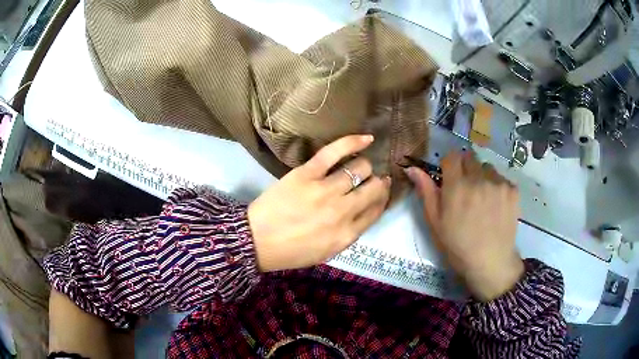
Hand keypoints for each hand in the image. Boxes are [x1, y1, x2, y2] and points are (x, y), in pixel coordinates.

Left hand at [248, 135, 390, 271]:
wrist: (257, 241)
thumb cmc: (290, 251)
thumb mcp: (326, 252)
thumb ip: (348, 234)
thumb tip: (364, 211)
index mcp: (347, 234)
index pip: (376, 210)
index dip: (382, 199)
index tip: (380, 192)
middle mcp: (343, 211)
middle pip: (374, 188)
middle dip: (378, 183)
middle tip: (373, 180)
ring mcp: (325, 190)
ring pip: (360, 168)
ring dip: (365, 167)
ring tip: (360, 167)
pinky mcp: (307, 173)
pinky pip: (335, 152)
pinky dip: (354, 142)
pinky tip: (367, 139)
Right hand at [406, 152, 523, 301]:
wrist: (490, 262)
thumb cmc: (457, 246)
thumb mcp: (436, 223)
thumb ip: (426, 192)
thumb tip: (412, 168)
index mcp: (456, 186)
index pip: (452, 156)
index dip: (450, 164)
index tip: (450, 177)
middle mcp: (478, 179)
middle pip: (470, 158)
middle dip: (466, 169)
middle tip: (467, 190)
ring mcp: (498, 183)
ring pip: (487, 167)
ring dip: (483, 177)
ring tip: (483, 199)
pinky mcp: (513, 190)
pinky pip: (502, 178)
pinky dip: (497, 187)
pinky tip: (496, 206)